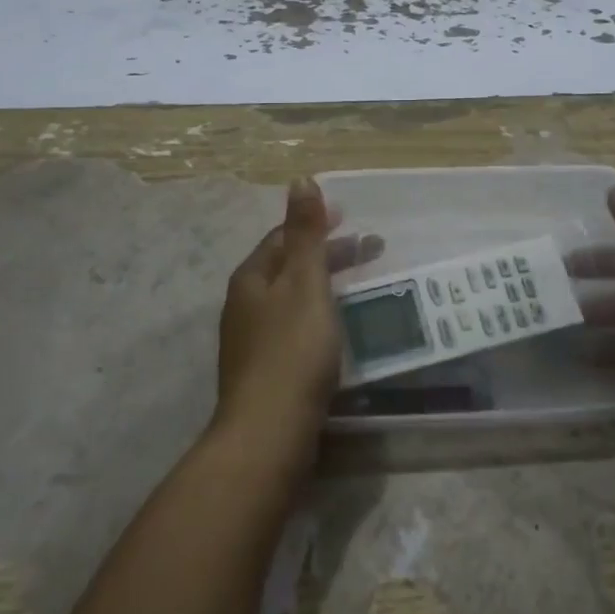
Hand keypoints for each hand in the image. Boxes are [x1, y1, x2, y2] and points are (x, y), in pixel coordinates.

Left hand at [215, 177, 380, 445]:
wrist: (268, 434)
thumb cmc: (292, 350)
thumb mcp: (305, 282)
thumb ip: (305, 233)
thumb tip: (299, 179)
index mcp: (251, 278)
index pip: (283, 237)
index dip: (316, 224)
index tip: (352, 219)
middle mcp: (245, 305)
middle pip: (288, 267)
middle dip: (326, 254)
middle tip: (370, 250)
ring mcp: (252, 341)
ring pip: (292, 299)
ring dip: (324, 285)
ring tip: (360, 286)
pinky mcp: (265, 372)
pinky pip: (295, 328)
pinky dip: (319, 315)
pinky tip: (338, 330)